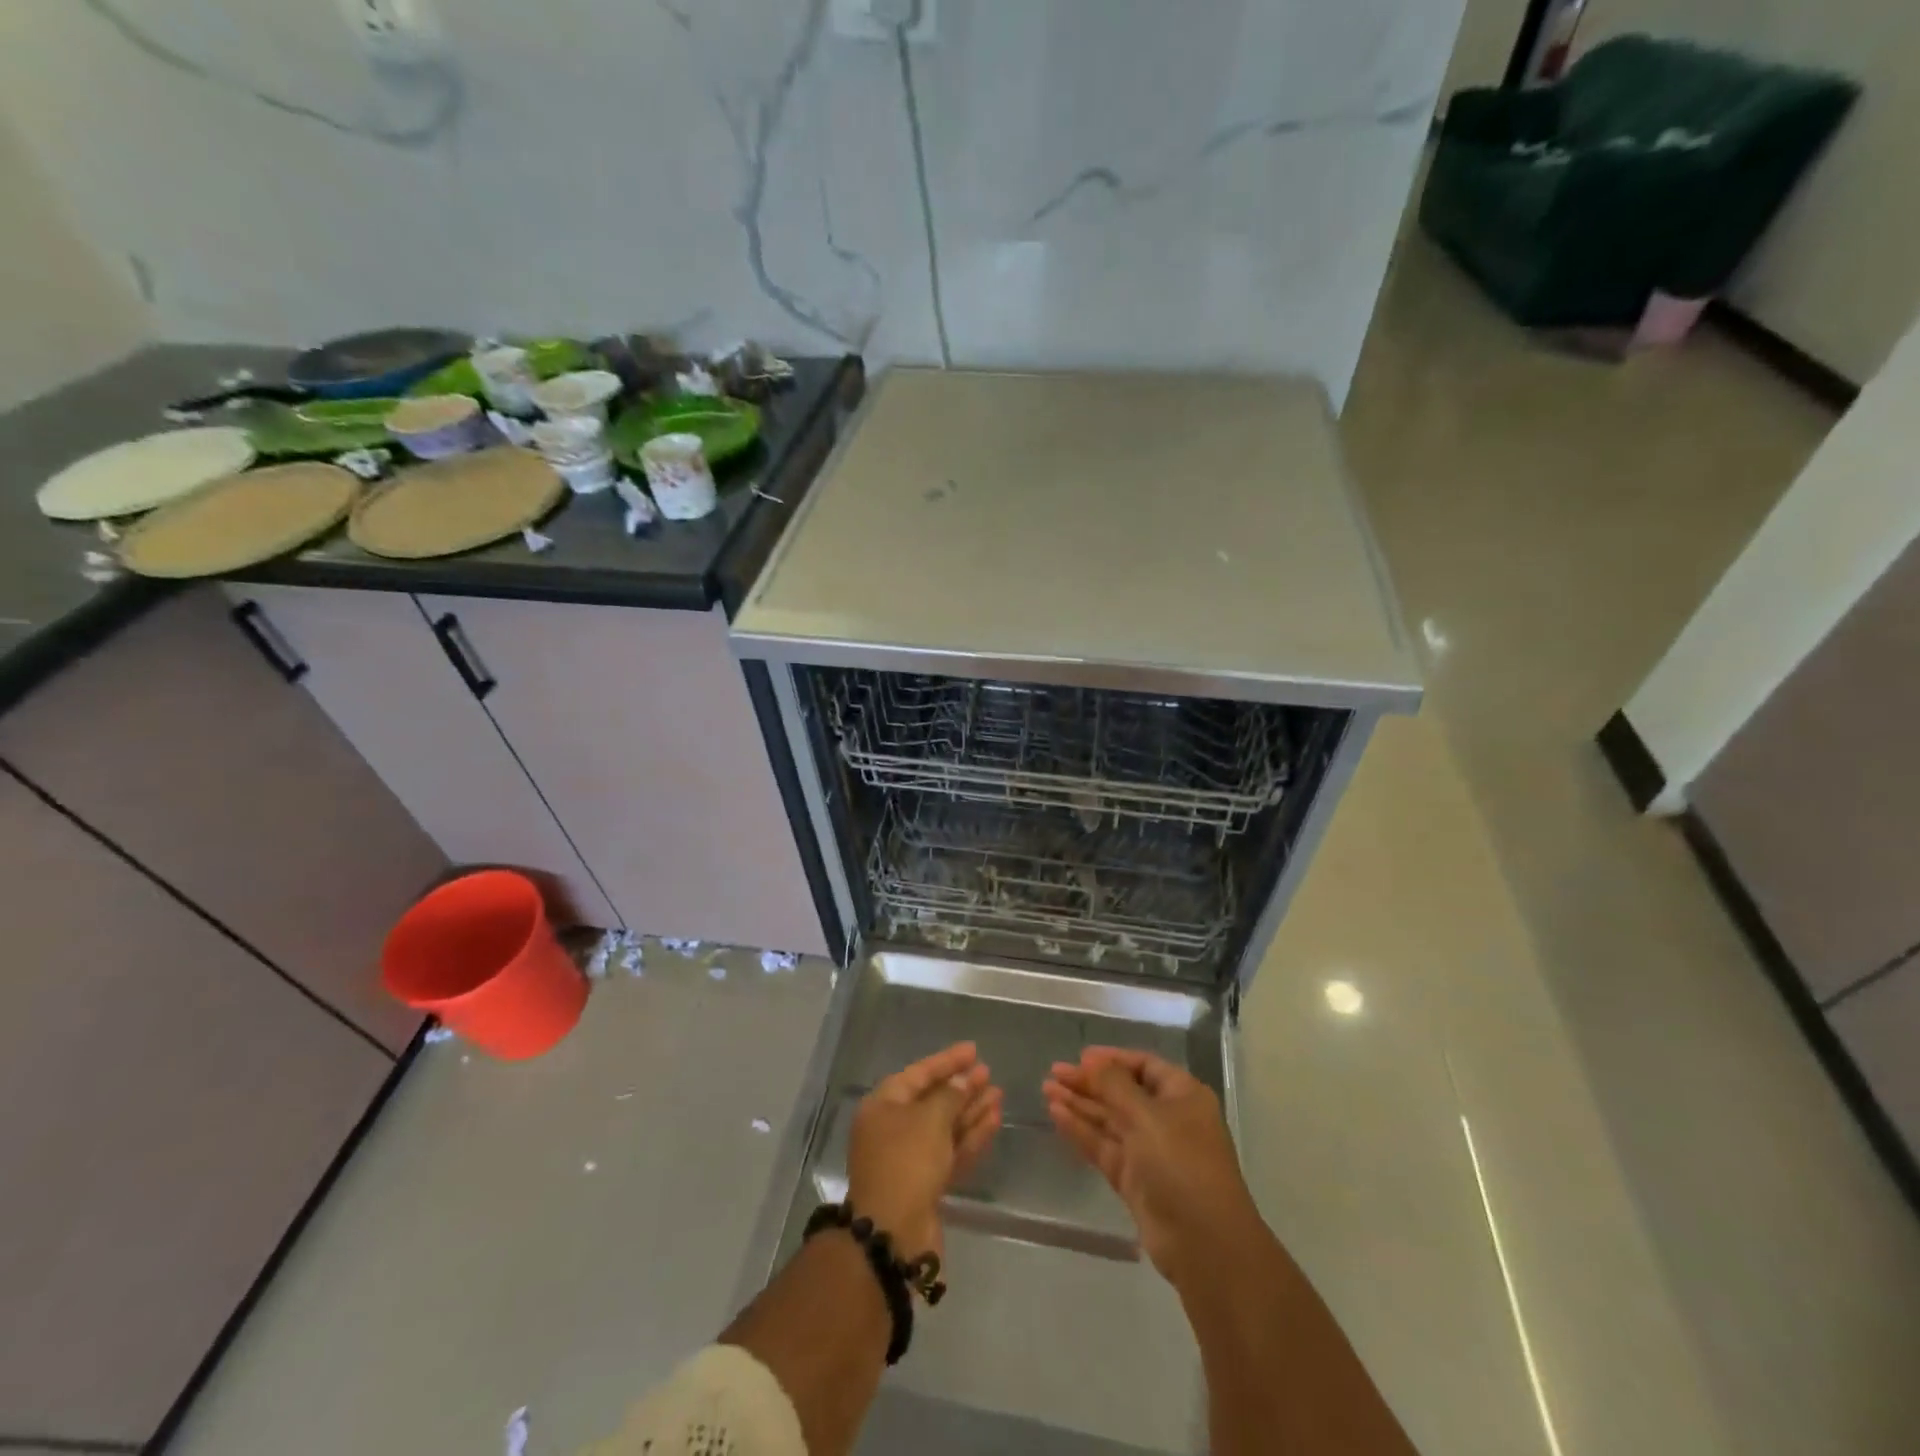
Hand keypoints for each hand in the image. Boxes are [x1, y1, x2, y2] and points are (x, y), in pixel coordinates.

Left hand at [847, 1042, 1001, 1262]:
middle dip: (961, 1087)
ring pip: (945, 1127)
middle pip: (932, 1100)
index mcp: (882, 1105)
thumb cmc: (906, 1163)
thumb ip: (950, 1096)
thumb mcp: (930, 1120)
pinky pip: (950, 1151)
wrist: (893, 1236)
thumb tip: (963, 1081)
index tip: (974, 1050)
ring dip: (971, 1111)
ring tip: (998, 1095)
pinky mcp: (926, 1184)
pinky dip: (971, 1137)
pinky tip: (993, 1122)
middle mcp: (892, 1128)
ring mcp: (909, 1158)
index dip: (947, 1061)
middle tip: (989, 1074)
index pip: (918, 1073)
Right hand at [1043, 1048, 1258, 1285]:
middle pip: (1122, 1092)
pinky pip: (1104, 1147)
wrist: (1204, 1244)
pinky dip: (1081, 1131)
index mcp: (1182, 1096)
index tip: (1079, 1056)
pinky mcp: (1134, 1180)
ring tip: (1046, 1090)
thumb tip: (1093, 1061)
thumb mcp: (1146, 1115)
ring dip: (1080, 1104)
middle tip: (1054, 1073)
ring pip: (1110, 1120)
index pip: (1143, 1066)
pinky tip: (1056, 1116)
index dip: (1112, 1059)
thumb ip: (1114, 1085)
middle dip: (1089, 1082)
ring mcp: (1150, 1152)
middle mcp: (1167, 1119)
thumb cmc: (1181, 1163)